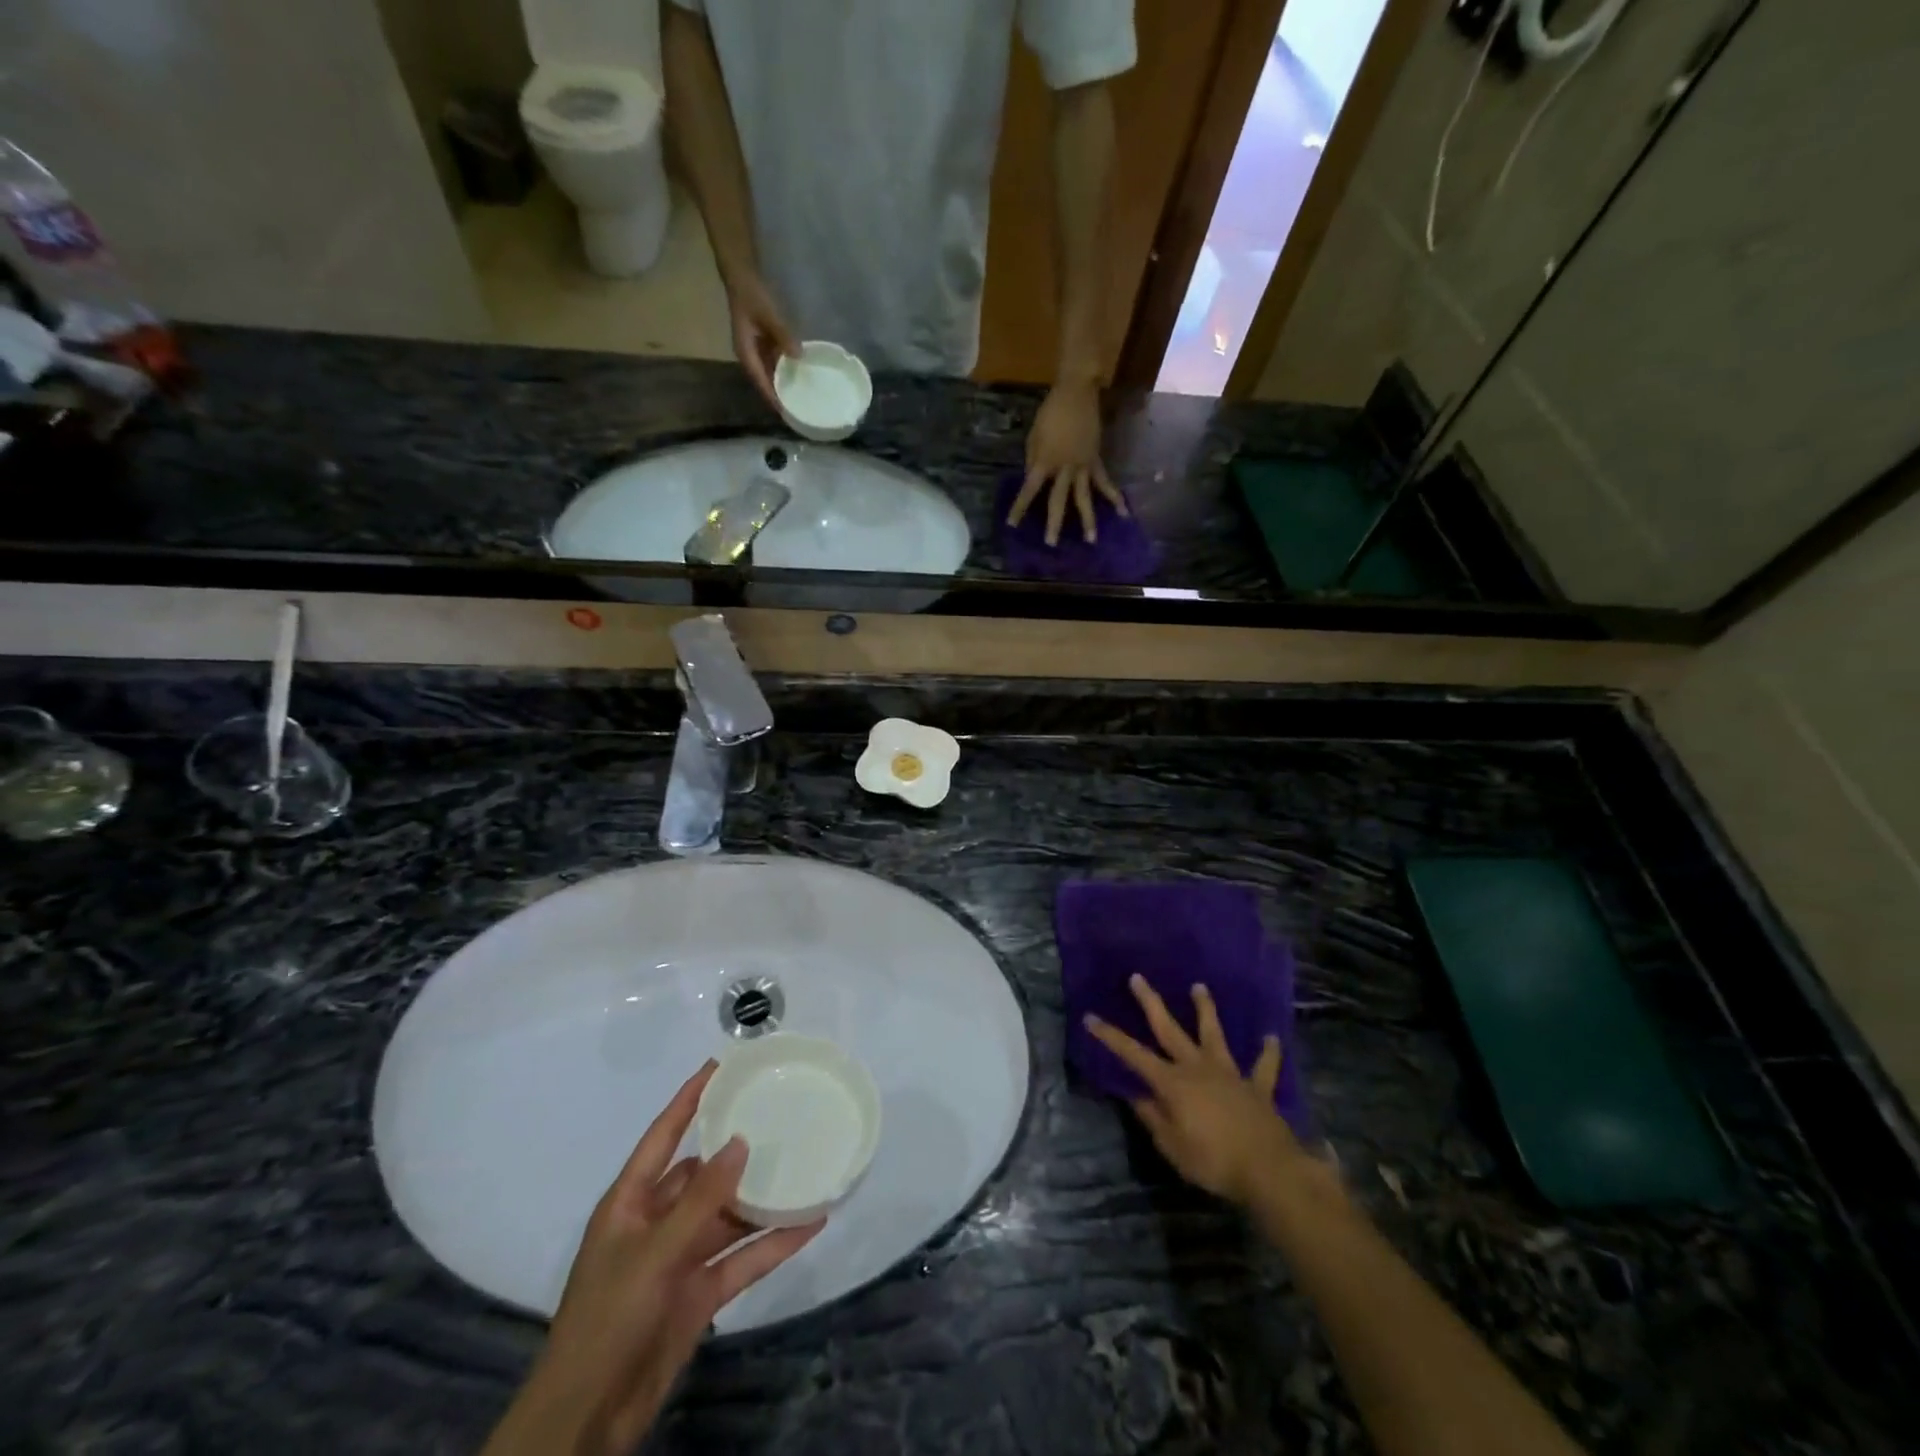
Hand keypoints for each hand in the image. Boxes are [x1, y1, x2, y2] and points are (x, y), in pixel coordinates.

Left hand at [483, 1062, 822, 1455]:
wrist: (588, 1417)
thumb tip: (740, 1142)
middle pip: (703, 1174)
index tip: (720, 1066)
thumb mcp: (654, 1252)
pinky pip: (743, 1259)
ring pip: (729, 1216)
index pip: (664, 1136)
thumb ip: (701, 1199)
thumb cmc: (608, 1318)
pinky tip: (810, 1223)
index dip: (689, 1099)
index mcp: (631, 1202)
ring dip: (762, 1199)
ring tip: (804, 1165)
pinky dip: (774, 1242)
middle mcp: (657, 1222)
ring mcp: (680, 1259)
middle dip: (737, 1149)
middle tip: (779, 1114)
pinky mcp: (700, 1294)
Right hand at [727, 273, 798, 412]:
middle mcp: (749, 355)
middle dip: (778, 395)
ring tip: (799, 396)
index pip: (760, 381)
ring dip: (781, 383)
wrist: (742, 275)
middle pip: (764, 381)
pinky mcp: (761, 341)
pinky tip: (797, 373)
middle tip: (795, 409)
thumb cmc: (752, 295)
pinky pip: (773, 360)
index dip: (772, 397)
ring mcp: (755, 348)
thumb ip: (783, 336)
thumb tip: (798, 357)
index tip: (784, 412)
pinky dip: (784, 368)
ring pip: (769, 372)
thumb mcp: (768, 315)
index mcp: (746, 353)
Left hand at [1008, 378, 1127, 545]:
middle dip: (1054, 523)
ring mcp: (1083, 466)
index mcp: (1044, 461)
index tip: (1012, 525)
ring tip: (1091, 541)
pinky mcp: (1096, 461)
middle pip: (1058, 501)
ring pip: (1085, 497)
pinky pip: (1105, 482)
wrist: (1077, 392)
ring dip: (1088, 520)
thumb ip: (1033, 460)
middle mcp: (1064, 468)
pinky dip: (1114, 496)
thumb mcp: (1033, 436)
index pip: (1029, 490)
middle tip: (1051, 544)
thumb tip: (1032, 480)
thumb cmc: (1050, 412)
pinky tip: (1123, 512)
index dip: (1020, 507)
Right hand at [1086, 975, 1304, 1207]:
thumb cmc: (1214, 1161)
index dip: (1110, 1036)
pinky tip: (1271, 1037)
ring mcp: (1229, 1073)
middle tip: (1138, 977)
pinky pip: (1263, 1066)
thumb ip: (1153, 1118)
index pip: (1133, 1055)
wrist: (1269, 1170)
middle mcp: (1198, 1068)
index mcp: (1172, 1083)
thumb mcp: (1172, 1147)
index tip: (1090, 1016)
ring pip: (1214, 1034)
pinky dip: (1268, 1052)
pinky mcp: (1257, 1087)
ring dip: (1206, 1010)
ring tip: (1200, 987)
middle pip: (1169, 1029)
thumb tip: (1136, 1096)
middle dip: (1151, 1003)